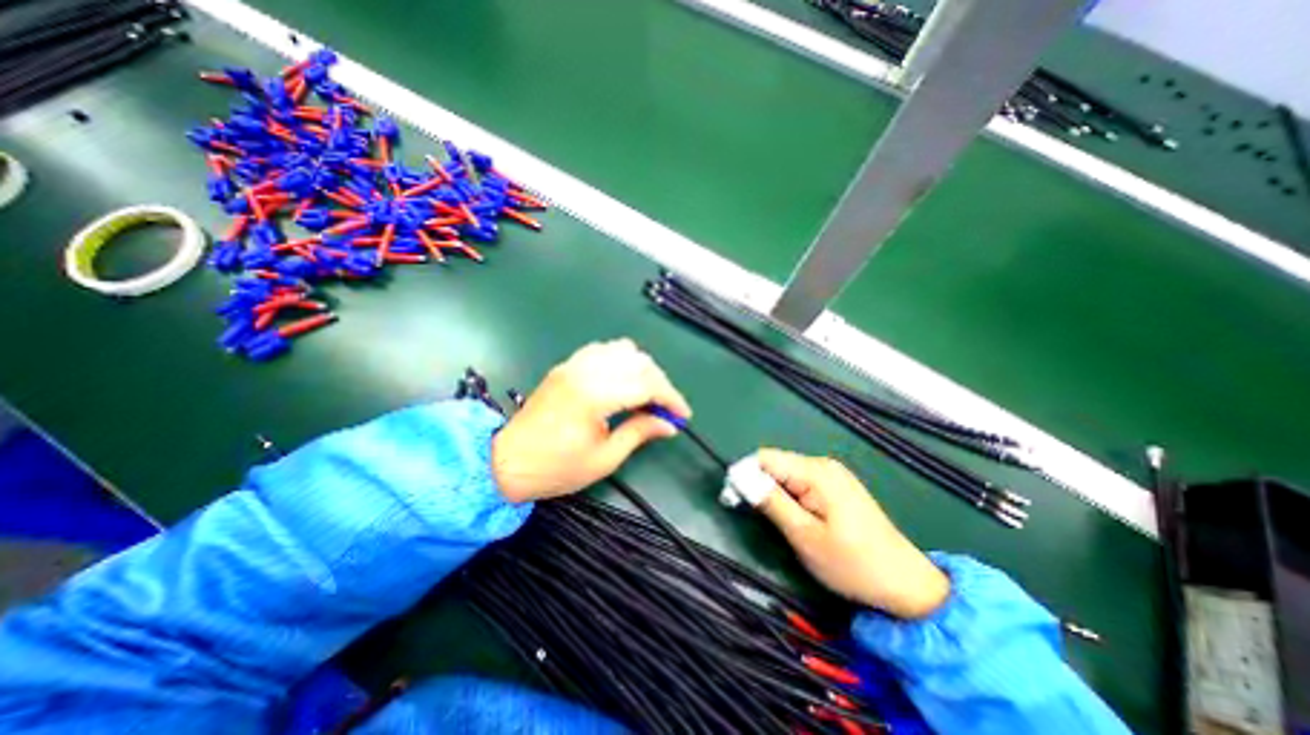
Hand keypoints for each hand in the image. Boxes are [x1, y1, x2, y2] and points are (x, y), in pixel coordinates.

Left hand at [495, 340, 694, 502]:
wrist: (506, 461)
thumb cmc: (556, 468)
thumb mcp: (604, 458)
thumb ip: (639, 433)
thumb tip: (668, 425)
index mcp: (594, 396)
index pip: (645, 385)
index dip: (670, 398)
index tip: (682, 416)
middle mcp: (585, 371)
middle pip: (638, 362)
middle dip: (660, 383)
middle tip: (665, 408)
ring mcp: (574, 364)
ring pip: (623, 349)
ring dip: (643, 368)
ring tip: (647, 394)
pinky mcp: (567, 366)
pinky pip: (603, 350)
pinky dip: (622, 360)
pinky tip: (624, 380)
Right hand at [752, 450, 947, 615]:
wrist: (906, 585)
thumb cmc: (852, 563)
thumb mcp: (804, 536)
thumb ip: (771, 502)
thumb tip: (740, 477)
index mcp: (816, 472)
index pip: (765, 457)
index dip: (745, 474)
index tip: (733, 499)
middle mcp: (823, 465)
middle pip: (776, 463)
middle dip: (758, 483)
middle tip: (752, 515)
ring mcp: (832, 475)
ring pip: (787, 474)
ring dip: (772, 492)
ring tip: (773, 520)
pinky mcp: (837, 487)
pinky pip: (801, 482)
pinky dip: (788, 496)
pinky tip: (793, 517)